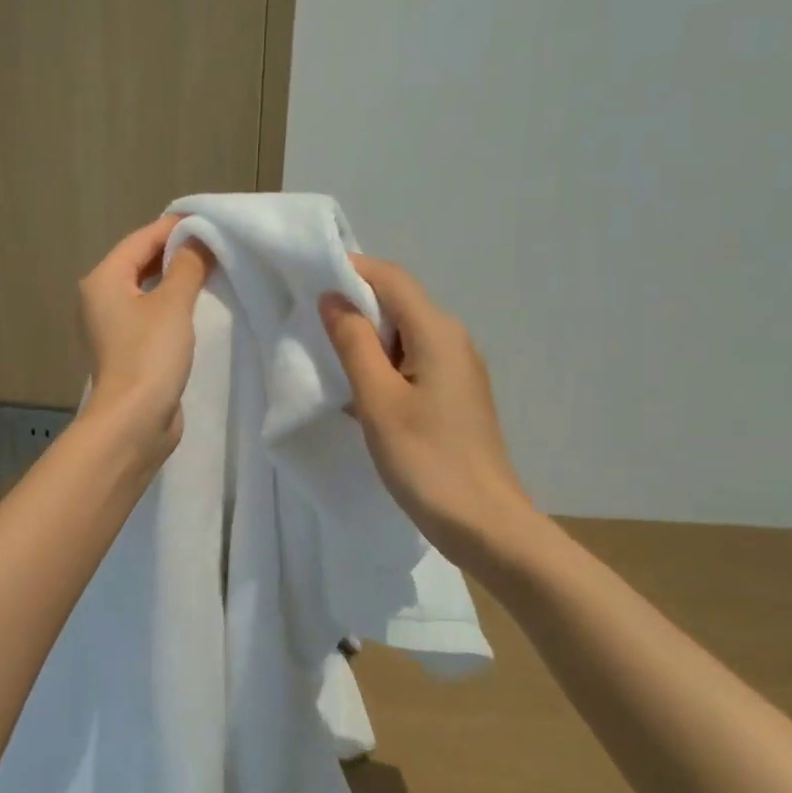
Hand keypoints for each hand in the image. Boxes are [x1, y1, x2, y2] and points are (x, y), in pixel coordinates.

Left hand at [78, 215, 214, 457]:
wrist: (134, 421)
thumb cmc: (149, 355)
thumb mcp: (173, 304)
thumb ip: (188, 266)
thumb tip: (200, 239)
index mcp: (103, 280)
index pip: (141, 239)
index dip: (175, 229)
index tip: (210, 223)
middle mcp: (99, 299)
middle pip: (139, 262)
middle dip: (175, 253)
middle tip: (215, 246)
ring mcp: (111, 328)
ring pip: (145, 291)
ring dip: (174, 280)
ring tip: (210, 272)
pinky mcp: (126, 351)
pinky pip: (149, 316)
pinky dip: (170, 306)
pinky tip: (194, 308)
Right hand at [320, 255, 533, 564]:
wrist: (483, 522)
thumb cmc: (426, 459)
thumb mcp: (378, 400)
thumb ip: (354, 343)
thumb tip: (333, 297)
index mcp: (437, 332)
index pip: (391, 279)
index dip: (351, 270)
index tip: (308, 279)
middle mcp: (453, 340)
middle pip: (399, 304)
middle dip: (354, 306)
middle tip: (308, 323)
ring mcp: (458, 370)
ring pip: (404, 336)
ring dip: (365, 341)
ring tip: (326, 359)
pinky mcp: (454, 397)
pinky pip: (412, 364)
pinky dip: (382, 367)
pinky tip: (358, 394)